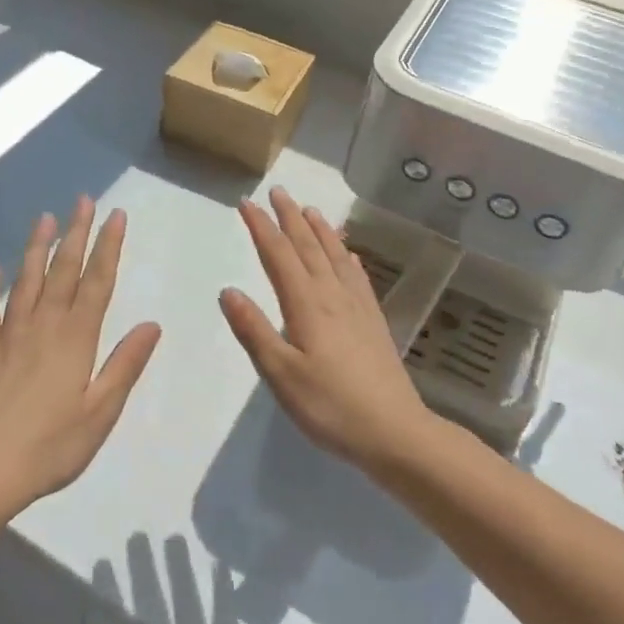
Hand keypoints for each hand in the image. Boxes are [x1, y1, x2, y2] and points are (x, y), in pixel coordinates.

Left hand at [0, 197, 161, 509]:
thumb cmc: (50, 447)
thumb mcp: (100, 412)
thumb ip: (124, 365)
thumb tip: (152, 324)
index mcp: (75, 339)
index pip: (98, 282)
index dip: (108, 247)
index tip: (116, 215)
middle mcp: (43, 327)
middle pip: (63, 271)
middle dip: (76, 233)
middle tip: (84, 201)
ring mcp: (8, 336)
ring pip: (25, 281)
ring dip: (36, 247)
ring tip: (45, 218)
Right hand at [219, 187, 437, 473]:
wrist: (395, 432)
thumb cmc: (330, 406)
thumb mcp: (281, 374)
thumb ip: (253, 330)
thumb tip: (228, 290)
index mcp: (306, 305)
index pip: (278, 255)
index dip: (261, 227)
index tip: (246, 203)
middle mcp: (332, 295)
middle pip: (308, 246)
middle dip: (290, 217)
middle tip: (278, 191)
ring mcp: (357, 307)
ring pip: (335, 256)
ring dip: (320, 230)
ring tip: (310, 209)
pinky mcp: (374, 321)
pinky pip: (358, 277)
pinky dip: (348, 258)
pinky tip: (349, 255)